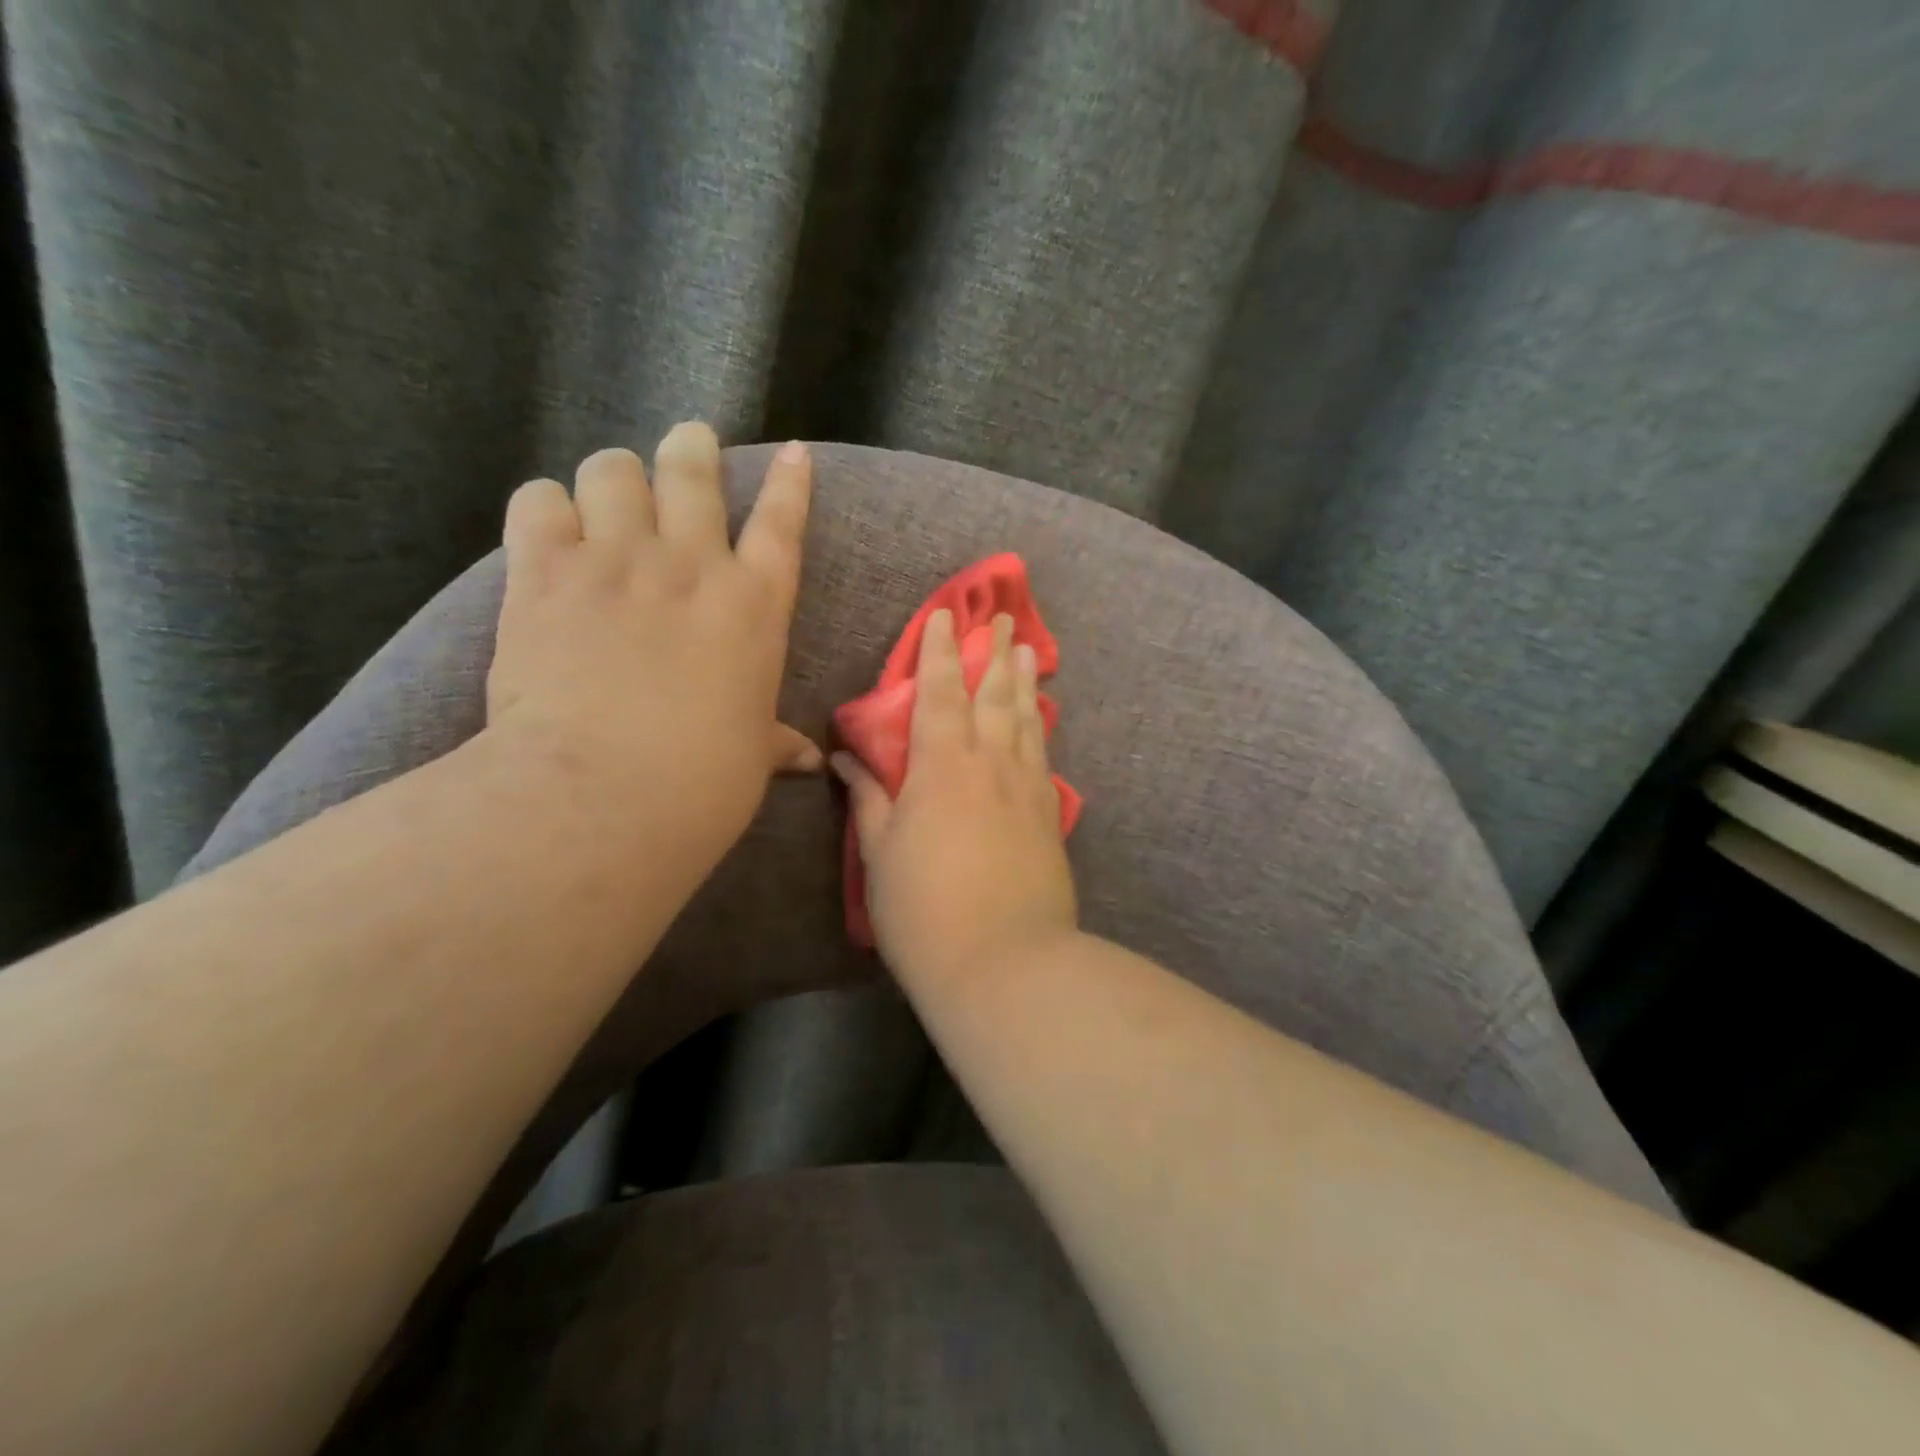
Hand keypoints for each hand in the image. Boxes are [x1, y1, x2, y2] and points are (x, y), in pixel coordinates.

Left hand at [487, 424, 818, 865]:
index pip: (782, 524)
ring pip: (612, 469)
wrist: (606, 790)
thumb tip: (808, 761)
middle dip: (692, 447)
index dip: (791, 483)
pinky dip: (546, 507)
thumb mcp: (751, 756)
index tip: (793, 453)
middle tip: (690, 443)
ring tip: (610, 494)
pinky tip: (550, 528)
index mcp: (754, 606)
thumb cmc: (703, 780)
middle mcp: (692, 565)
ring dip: (614, 476)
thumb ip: (775, 743)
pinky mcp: (545, 572)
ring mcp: (618, 561)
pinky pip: (539, 501)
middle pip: (693, 470)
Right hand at [833, 609, 1077, 989]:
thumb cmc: (925, 911)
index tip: (945, 616)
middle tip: (1002, 618)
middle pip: (994, 696)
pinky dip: (1040, 729)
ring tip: (1027, 652)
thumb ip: (868, 800)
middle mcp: (990, 764)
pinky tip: (1041, 722)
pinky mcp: (1049, 816)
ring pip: (1026, 720)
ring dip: (1024, 682)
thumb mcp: (880, 856)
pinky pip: (1043, 756)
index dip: (940, 652)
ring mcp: (1026, 789)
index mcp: (942, 766)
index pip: (939, 693)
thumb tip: (847, 760)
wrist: (1005, 963)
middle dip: (993, 653)